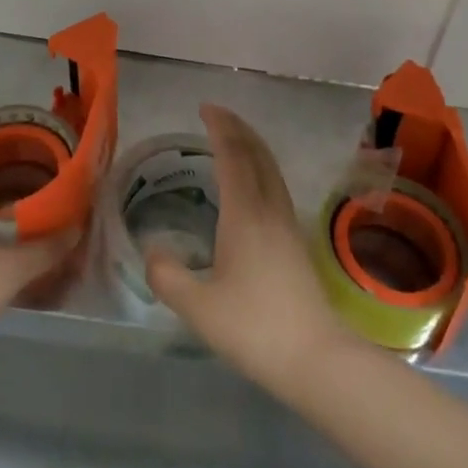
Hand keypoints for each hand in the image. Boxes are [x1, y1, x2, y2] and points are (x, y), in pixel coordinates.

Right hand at [145, 104, 352, 392]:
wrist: (316, 358)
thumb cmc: (254, 328)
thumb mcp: (198, 307)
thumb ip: (167, 276)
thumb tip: (152, 250)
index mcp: (244, 214)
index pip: (233, 155)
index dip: (220, 128)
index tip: (205, 109)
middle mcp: (269, 208)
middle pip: (257, 154)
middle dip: (237, 128)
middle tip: (216, 114)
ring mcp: (287, 223)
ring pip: (271, 168)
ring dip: (252, 145)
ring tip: (233, 138)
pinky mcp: (296, 240)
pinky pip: (276, 185)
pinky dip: (261, 167)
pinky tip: (253, 184)